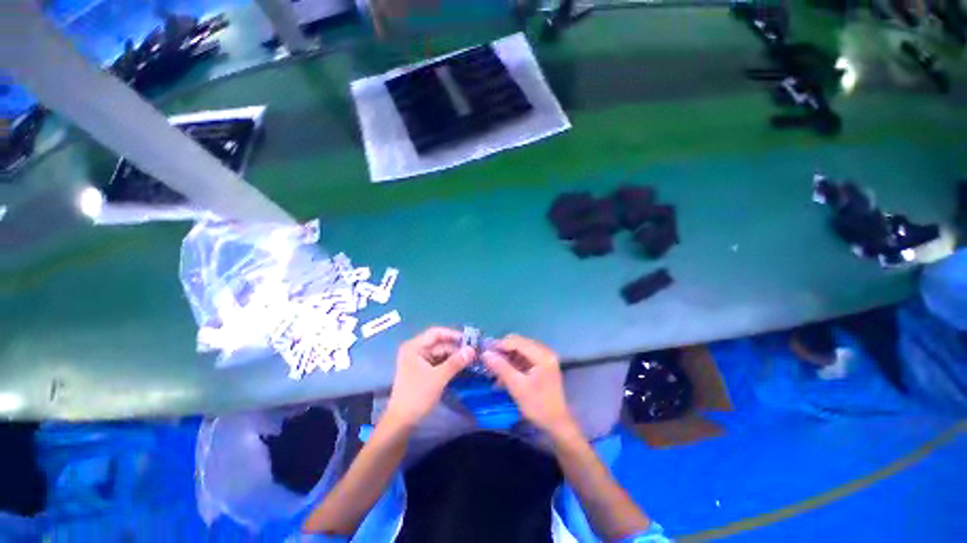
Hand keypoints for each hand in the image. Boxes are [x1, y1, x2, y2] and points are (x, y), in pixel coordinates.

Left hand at [385, 327, 472, 426]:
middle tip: (474, 352)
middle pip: (440, 343)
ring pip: (441, 353)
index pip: (436, 333)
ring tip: (471, 359)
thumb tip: (472, 350)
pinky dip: (450, 363)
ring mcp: (419, 360)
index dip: (453, 334)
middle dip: (456, 347)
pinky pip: (439, 362)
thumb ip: (456, 362)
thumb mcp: (438, 378)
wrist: (402, 422)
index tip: (470, 339)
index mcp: (414, 347)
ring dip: (455, 356)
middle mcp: (416, 350)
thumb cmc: (417, 396)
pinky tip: (462, 366)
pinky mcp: (423, 370)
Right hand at [482, 334, 575, 433]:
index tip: (485, 352)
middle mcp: (545, 351)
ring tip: (494, 371)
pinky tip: (503, 376)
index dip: (500, 345)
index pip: (517, 341)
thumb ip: (501, 368)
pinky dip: (513, 364)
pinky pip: (523, 357)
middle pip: (518, 343)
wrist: (557, 423)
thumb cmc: (538, 405)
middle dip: (502, 352)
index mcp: (542, 355)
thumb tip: (485, 354)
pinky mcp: (541, 364)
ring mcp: (544, 357)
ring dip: (506, 358)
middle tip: (488, 362)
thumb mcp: (517, 387)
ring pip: (519, 350)